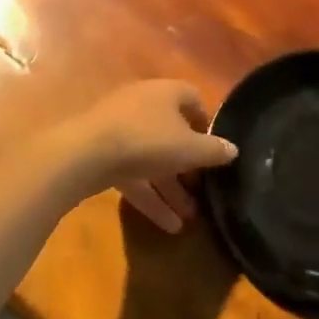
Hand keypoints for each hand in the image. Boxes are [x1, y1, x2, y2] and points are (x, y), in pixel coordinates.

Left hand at [53, 80, 236, 232]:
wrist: (86, 153)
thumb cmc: (148, 140)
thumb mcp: (190, 149)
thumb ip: (214, 150)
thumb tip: (233, 150)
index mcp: (166, 93)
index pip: (193, 99)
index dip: (206, 123)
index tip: (215, 148)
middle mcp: (143, 105)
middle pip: (173, 134)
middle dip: (188, 166)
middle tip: (203, 190)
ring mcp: (120, 130)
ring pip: (153, 160)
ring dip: (171, 188)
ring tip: (190, 217)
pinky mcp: (103, 155)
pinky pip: (134, 175)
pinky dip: (151, 197)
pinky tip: (168, 225)